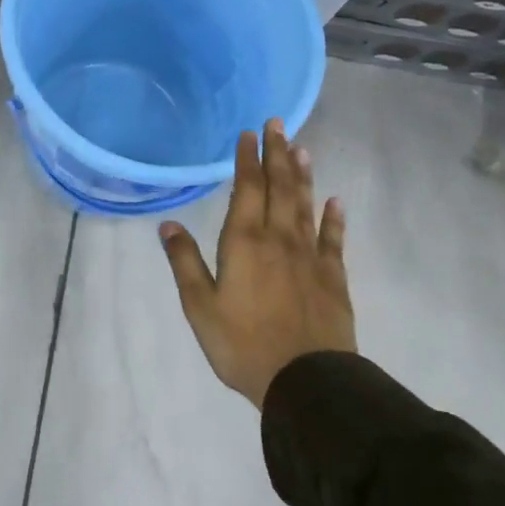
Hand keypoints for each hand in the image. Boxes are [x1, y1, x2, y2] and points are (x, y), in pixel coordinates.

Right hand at [159, 119, 354, 408]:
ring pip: (306, 206)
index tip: (249, 133)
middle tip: (279, 124)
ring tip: (302, 149)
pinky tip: (336, 202)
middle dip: (277, 154)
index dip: (247, 160)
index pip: (247, 189)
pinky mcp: (333, 278)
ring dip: (303, 176)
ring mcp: (310, 257)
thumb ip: (185, 262)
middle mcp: (279, 239)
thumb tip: (168, 224)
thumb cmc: (242, 344)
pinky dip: (334, 218)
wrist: (306, 381)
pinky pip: (333, 240)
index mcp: (244, 242)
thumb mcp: (199, 306)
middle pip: (280, 188)